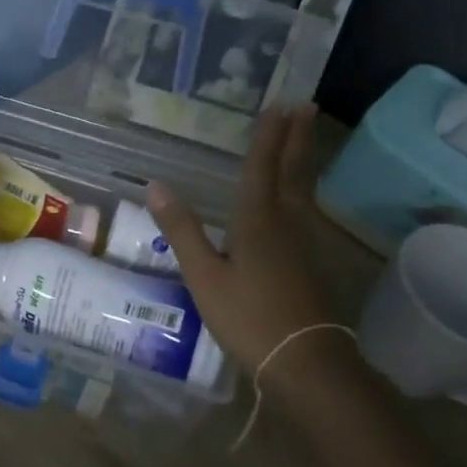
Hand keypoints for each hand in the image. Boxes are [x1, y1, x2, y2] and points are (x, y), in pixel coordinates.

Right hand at [147, 104, 337, 365]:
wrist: (305, 361)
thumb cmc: (248, 317)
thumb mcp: (204, 276)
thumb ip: (181, 229)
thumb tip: (155, 185)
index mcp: (257, 221)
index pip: (260, 168)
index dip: (267, 136)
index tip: (278, 104)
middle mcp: (285, 222)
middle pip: (292, 171)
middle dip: (296, 137)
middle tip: (306, 105)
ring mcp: (303, 243)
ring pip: (304, 189)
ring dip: (304, 158)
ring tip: (305, 136)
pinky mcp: (310, 262)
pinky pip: (306, 209)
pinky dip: (304, 187)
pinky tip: (300, 196)